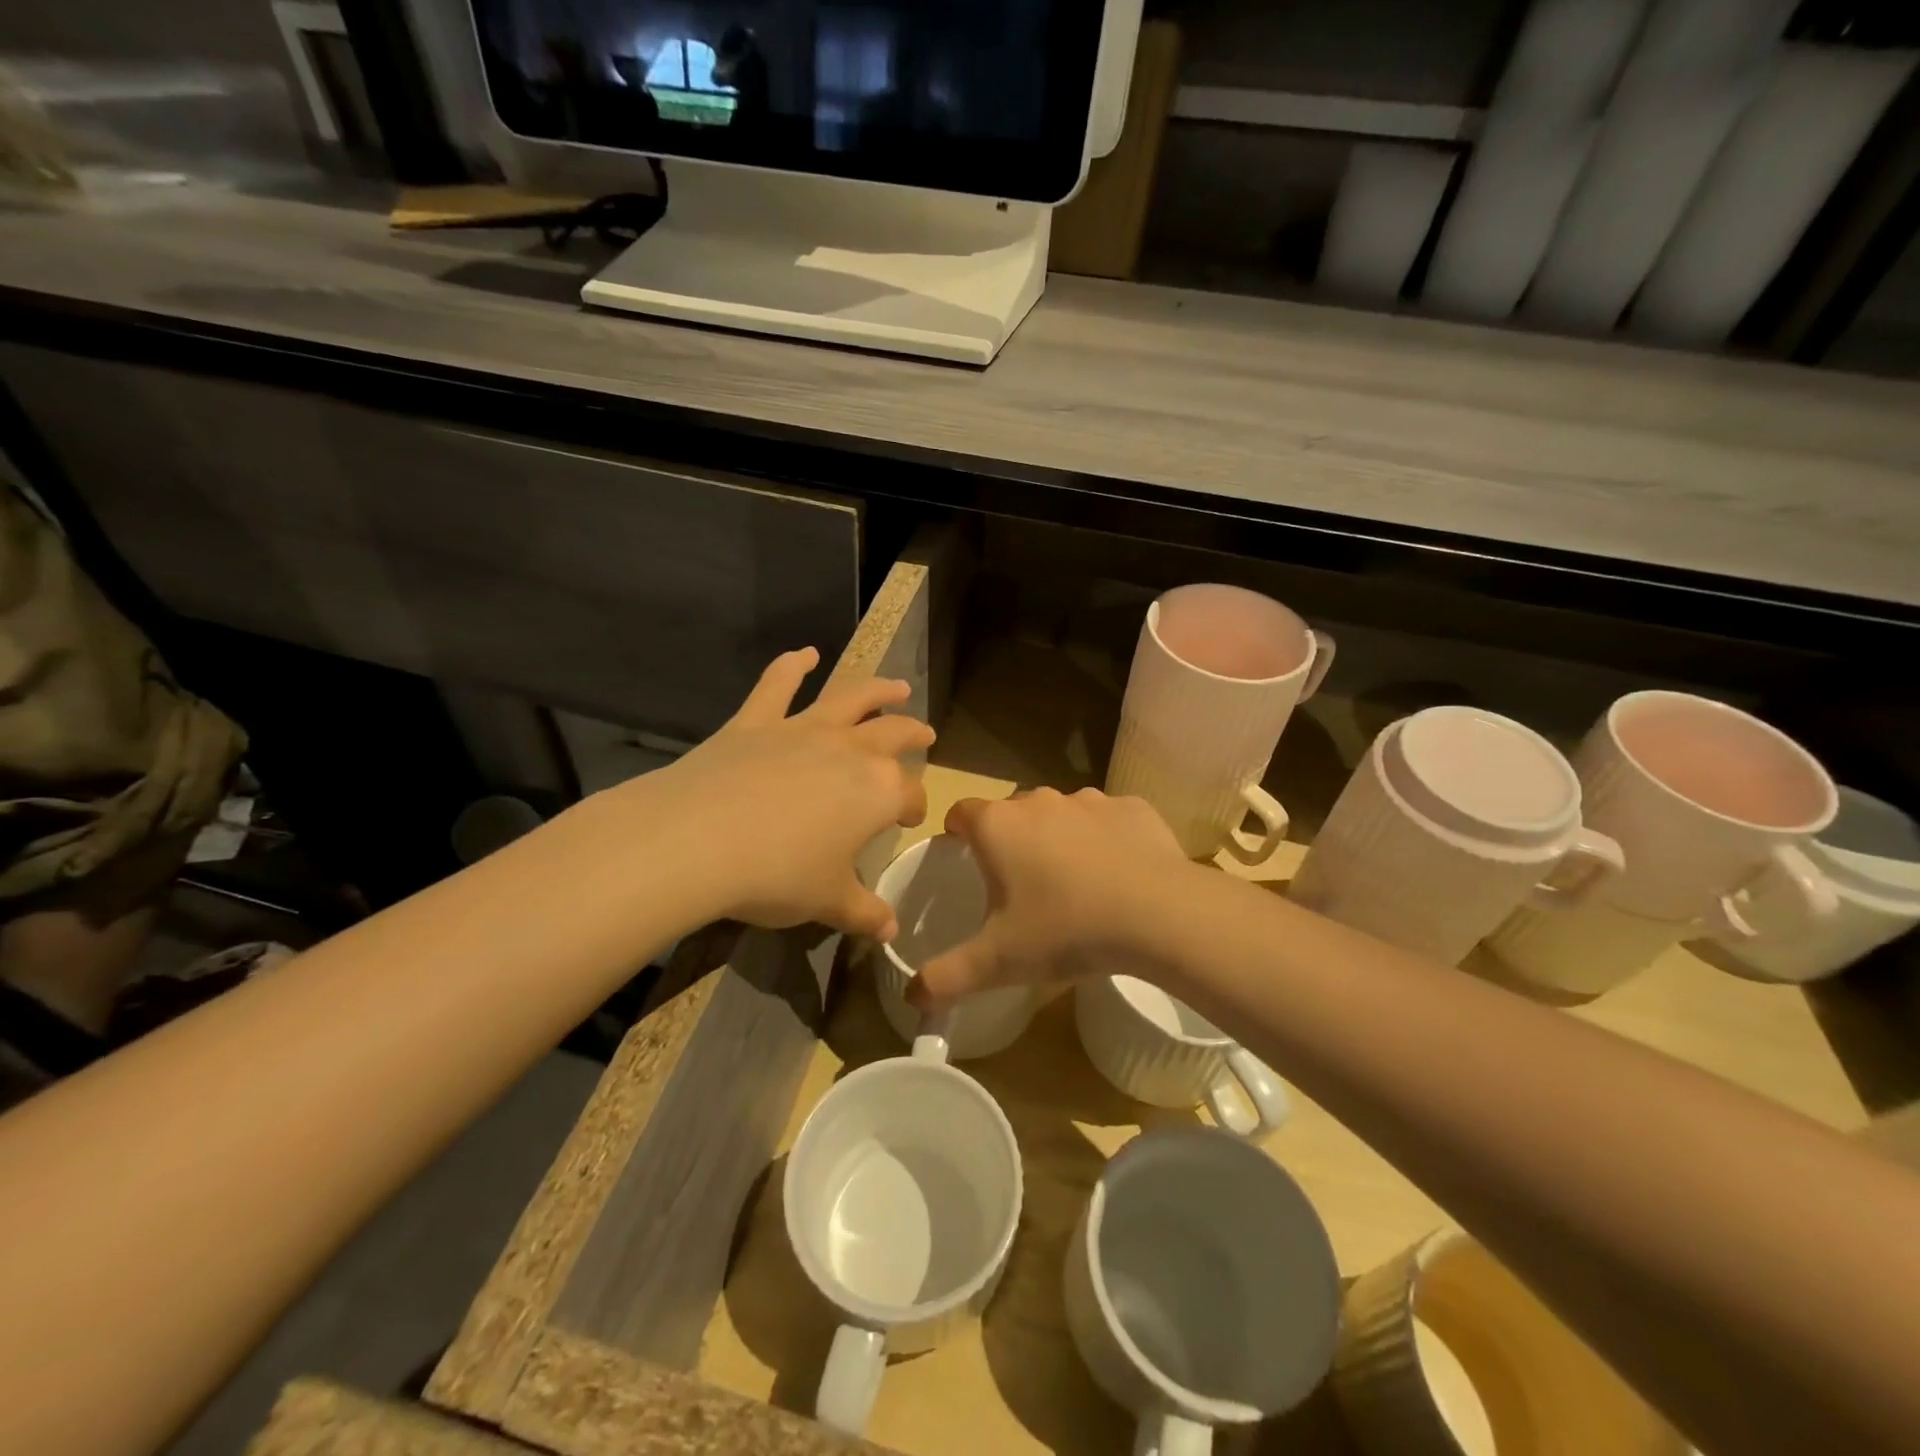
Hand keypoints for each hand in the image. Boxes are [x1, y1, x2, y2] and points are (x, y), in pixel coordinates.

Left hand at [633, 648, 932, 936]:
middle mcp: (850, 750)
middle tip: (925, 735)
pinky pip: (778, 684)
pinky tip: (805, 653)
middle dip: (914, 734)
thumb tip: (890, 932)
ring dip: (878, 690)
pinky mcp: (757, 721)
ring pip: (851, 698)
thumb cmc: (777, 875)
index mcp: (877, 791)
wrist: (698, 841)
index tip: (909, 820)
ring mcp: (803, 729)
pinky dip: (792, 665)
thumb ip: (863, 913)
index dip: (914, 807)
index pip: (909, 794)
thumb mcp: (827, 902)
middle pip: (894, 734)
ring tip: (896, 687)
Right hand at [912, 787, 1186, 1006]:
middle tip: (1019, 883)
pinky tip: (1118, 874)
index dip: (957, 831)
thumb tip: (912, 998)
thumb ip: (946, 978)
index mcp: (998, 826)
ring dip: (1058, 837)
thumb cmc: (1064, 929)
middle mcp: (1039, 800)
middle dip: (1010, 839)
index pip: (961, 812)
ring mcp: (1089, 800)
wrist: (1156, 913)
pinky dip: (1106, 839)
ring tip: (1072, 882)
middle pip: (1012, 812)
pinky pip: (1108, 820)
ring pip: (1061, 813)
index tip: (962, 854)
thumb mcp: (997, 962)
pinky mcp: (1132, 807)